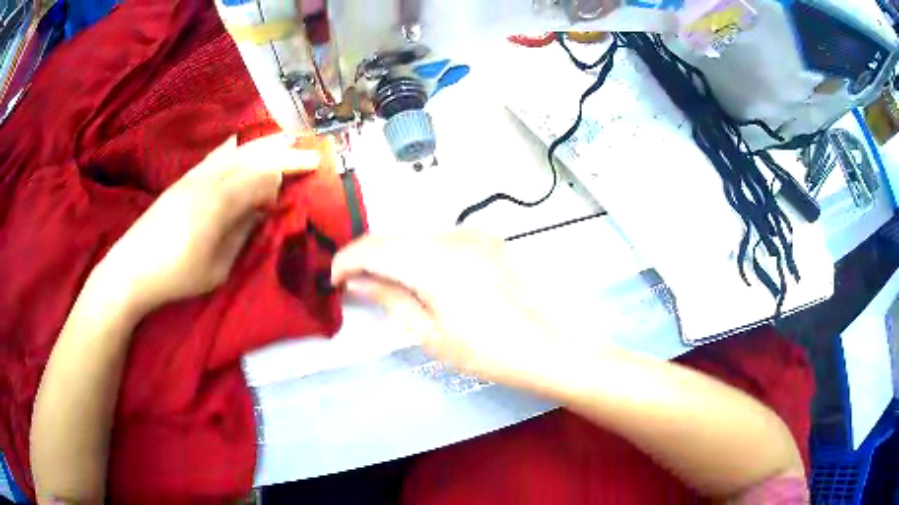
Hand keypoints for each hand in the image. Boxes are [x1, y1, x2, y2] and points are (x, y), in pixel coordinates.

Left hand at [88, 134, 321, 315]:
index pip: (264, 176)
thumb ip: (242, 234)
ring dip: (262, 144)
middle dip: (283, 151)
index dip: (289, 172)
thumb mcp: (217, 267)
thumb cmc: (177, 275)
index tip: (312, 170)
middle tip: (309, 148)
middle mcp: (209, 180)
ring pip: (235, 151)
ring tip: (284, 138)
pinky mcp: (184, 179)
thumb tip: (261, 210)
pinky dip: (236, 147)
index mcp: (220, 202)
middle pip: (253, 156)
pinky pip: (216, 155)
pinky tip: (241, 144)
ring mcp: (194, 176)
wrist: (132, 268)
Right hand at [331, 231, 570, 389]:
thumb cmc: (488, 351)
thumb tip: (360, 282)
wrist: (549, 345)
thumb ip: (392, 299)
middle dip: (367, 255)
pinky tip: (419, 275)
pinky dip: (419, 251)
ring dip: (393, 252)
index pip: (374, 248)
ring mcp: (472, 234)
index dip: (347, 260)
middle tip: (354, 282)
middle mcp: (451, 236)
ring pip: (415, 234)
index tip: (334, 279)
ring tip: (383, 281)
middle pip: (393, 235)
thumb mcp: (432, 334)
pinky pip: (440, 238)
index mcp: (433, 262)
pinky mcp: (487, 240)